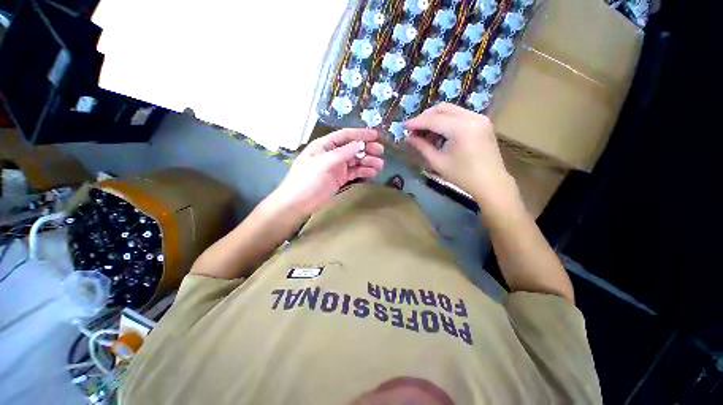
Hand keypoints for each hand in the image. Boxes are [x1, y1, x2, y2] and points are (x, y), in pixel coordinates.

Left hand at [270, 128, 384, 216]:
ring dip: (368, 162)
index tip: (376, 135)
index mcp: (325, 145)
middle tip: (381, 152)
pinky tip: (372, 173)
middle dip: (367, 149)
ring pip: (356, 161)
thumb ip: (342, 153)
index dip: (361, 134)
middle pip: (353, 148)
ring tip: (380, 165)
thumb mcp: (323, 163)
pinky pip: (354, 172)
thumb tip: (360, 144)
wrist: (298, 203)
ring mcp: (337, 166)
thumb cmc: (307, 180)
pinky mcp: (340, 178)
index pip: (345, 136)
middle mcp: (333, 154)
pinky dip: (364, 172)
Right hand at [404, 103, 517, 209]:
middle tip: (413, 128)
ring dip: (435, 117)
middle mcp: (472, 117)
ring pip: (451, 109)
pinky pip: (459, 115)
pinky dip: (446, 120)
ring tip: (423, 130)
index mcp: (461, 128)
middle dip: (425, 116)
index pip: (433, 120)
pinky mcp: (482, 122)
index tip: (404, 126)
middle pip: (443, 108)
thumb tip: (409, 137)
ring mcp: (480, 117)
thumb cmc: (462, 176)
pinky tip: (438, 131)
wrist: (491, 183)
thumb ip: (422, 146)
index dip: (416, 122)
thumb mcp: (438, 162)